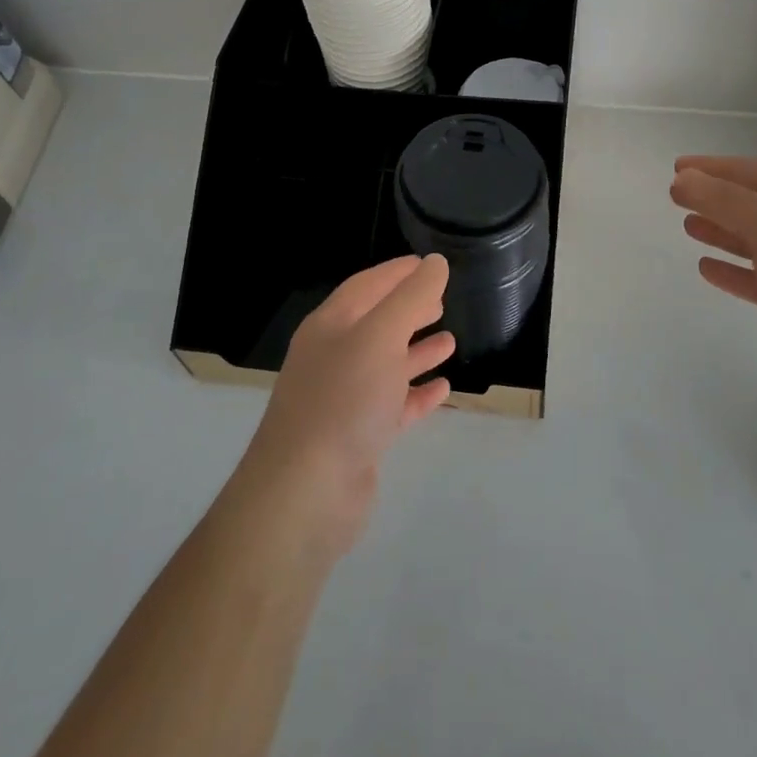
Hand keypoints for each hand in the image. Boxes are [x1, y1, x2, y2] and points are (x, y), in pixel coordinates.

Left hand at [238, 256, 455, 557]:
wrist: (306, 494)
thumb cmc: (343, 400)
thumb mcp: (381, 336)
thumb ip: (411, 297)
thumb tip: (435, 263)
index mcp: (331, 326)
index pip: (367, 285)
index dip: (398, 272)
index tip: (430, 264)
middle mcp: (334, 357)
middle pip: (376, 323)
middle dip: (408, 309)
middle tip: (442, 300)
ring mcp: (344, 399)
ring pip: (386, 365)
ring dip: (416, 351)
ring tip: (450, 340)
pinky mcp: (358, 437)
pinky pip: (393, 405)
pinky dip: (417, 393)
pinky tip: (442, 389)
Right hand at [669, 156, 756, 411]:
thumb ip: (725, 201)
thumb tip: (682, 179)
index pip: (751, 172)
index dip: (712, 169)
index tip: (676, 168)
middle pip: (752, 205)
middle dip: (715, 199)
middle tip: (675, 197)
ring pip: (754, 242)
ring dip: (722, 233)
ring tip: (687, 227)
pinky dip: (734, 271)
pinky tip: (707, 268)